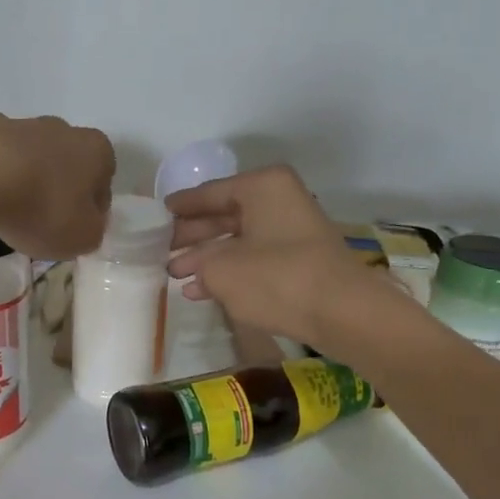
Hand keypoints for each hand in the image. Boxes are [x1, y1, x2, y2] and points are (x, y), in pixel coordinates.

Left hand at [0, 114, 114, 260]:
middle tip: (42, 221)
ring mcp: (20, 123)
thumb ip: (93, 230)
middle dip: (58, 189)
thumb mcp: (83, 237)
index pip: (104, 181)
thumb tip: (86, 222)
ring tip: (8, 212)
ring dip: (26, 180)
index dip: (92, 208)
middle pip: (67, 164)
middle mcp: (63, 128)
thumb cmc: (43, 208)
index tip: (75, 228)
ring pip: (30, 158)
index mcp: (96, 150)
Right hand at [166, 166, 400, 353]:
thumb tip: (193, 269)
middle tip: (162, 248)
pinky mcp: (301, 260)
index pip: (210, 192)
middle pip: (225, 215)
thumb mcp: (222, 270)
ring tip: (174, 274)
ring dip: (207, 257)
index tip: (159, 213)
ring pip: (239, 239)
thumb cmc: (275, 278)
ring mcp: (293, 231)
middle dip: (193, 235)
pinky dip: (230, 271)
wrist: (340, 311)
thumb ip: (199, 265)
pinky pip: (255, 258)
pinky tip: (201, 290)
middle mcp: (279, 200)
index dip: (181, 206)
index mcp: (262, 186)